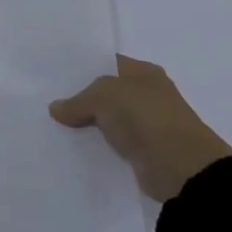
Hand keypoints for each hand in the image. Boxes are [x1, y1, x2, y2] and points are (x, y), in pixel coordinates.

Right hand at [49, 56, 231, 202]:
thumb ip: (78, 101)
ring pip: (110, 119)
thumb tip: (55, 108)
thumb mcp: (103, 96)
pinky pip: (116, 144)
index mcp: (144, 72)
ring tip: (56, 125)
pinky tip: (76, 147)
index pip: (108, 63)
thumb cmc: (145, 117)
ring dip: (91, 124)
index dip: (83, 68)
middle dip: (83, 97)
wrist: (182, 168)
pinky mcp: (146, 152)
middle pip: (108, 92)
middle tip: (50, 100)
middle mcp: (149, 94)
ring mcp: (149, 124)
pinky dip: (100, 146)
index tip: (56, 76)